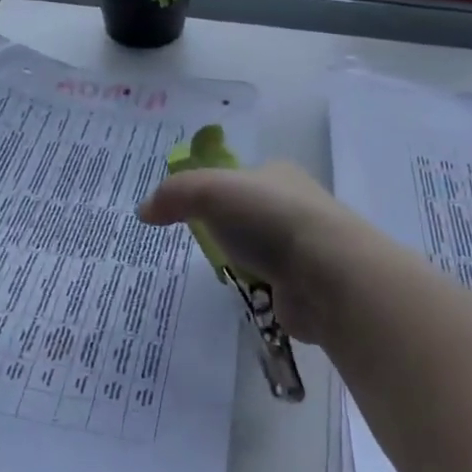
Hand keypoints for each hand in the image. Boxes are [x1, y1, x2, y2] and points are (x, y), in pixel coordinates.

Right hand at [138, 161, 359, 342]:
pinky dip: (259, 291)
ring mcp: (305, 246)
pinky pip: (273, 285)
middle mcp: (295, 205)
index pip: (240, 177)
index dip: (214, 190)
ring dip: (245, 262)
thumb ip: (174, 195)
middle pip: (251, 215)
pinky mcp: (308, 285)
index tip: (190, 211)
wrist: (327, 273)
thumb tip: (144, 211)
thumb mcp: (210, 191)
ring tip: (221, 274)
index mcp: (278, 174)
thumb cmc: (268, 220)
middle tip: (201, 245)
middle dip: (229, 230)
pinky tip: (245, 297)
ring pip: (263, 251)